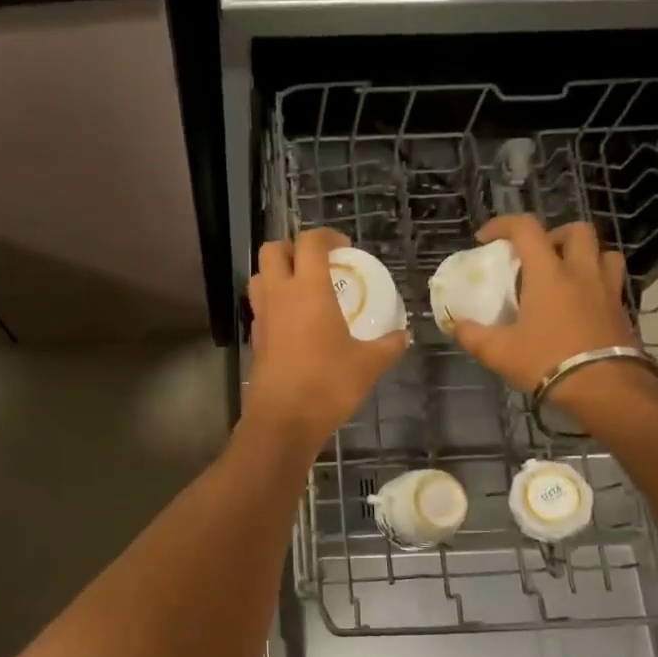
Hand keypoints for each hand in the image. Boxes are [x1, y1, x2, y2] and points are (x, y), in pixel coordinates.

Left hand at [245, 229, 407, 450]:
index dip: (326, 236)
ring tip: (304, 290)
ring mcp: (262, 316)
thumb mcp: (368, 365)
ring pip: (260, 277)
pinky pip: (260, 307)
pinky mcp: (255, 338)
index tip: (343, 247)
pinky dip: (275, 304)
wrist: (283, 420)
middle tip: (317, 264)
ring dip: (278, 274)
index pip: (310, 242)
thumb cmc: (327, 384)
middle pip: (272, 250)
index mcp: (308, 289)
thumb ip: (389, 346)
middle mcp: (279, 295)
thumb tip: (403, 337)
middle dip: (293, 248)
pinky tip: (296, 324)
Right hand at [452, 217, 657, 422]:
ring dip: (584, 257)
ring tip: (565, 277)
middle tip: (536, 257)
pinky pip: (612, 284)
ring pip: (604, 253)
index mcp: (549, 274)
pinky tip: (580, 307)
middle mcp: (581, 273)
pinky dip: (595, 285)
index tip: (486, 239)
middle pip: (576, 231)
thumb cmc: (547, 361)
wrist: (606, 389)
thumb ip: (472, 335)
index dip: (503, 225)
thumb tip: (456, 324)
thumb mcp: (499, 352)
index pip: (526, 229)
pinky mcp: (622, 311)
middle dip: (554, 236)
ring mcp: (607, 291)